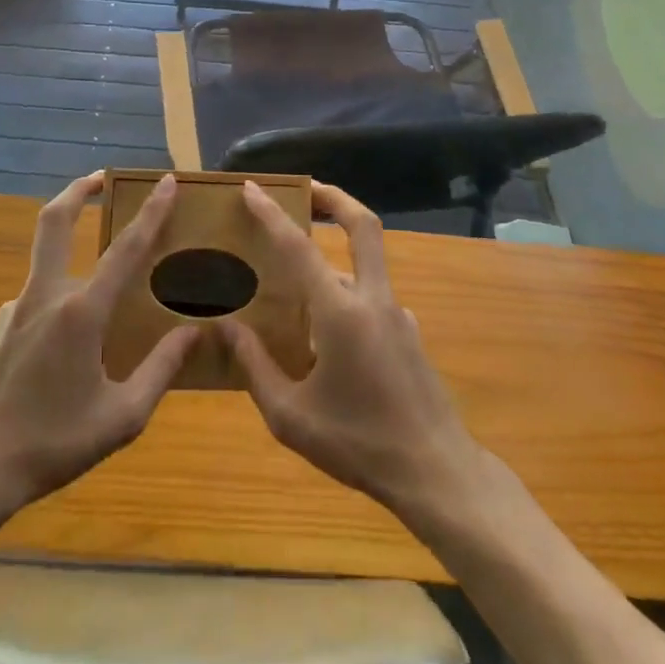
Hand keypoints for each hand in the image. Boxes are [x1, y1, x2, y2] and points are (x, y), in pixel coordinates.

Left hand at [0, 171, 199, 522]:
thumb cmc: (53, 443)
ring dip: (71, 248)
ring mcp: (15, 308)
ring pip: (47, 261)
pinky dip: (59, 299)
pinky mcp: (0, 326)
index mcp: (81, 313)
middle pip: (54, 221)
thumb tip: (193, 333)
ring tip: (103, 286)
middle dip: (77, 190)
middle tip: (101, 177)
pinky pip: (37, 299)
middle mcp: (45, 296)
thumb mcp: (122, 417)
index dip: (150, 212)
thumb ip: (161, 370)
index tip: (165, 182)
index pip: (125, 249)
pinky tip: (69, 343)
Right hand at [220, 182, 488, 532]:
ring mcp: (399, 315)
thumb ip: (255, 367)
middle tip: (306, 189)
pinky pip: (372, 299)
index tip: (253, 188)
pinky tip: (325, 334)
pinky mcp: (410, 334)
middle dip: (335, 198)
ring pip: (364, 266)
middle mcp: (373, 300)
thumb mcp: (291, 417)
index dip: (273, 214)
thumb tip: (227, 327)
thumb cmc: (359, 444)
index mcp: (341, 312)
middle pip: (363, 226)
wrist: (437, 474)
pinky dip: (346, 296)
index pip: (300, 248)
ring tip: (294, 282)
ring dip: (334, 257)